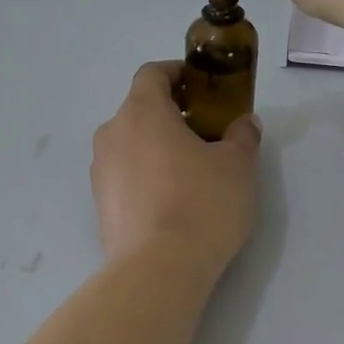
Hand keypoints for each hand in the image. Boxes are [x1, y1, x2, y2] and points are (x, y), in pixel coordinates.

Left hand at [91, 62, 260, 277]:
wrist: (158, 270)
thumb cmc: (201, 204)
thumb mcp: (237, 166)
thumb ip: (242, 136)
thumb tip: (244, 123)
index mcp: (142, 112)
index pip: (152, 74)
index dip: (177, 73)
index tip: (201, 86)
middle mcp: (112, 134)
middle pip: (140, 110)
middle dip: (171, 115)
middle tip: (205, 134)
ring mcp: (101, 171)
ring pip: (130, 145)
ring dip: (156, 148)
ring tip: (190, 172)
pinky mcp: (100, 205)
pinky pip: (125, 176)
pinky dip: (145, 176)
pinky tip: (171, 202)